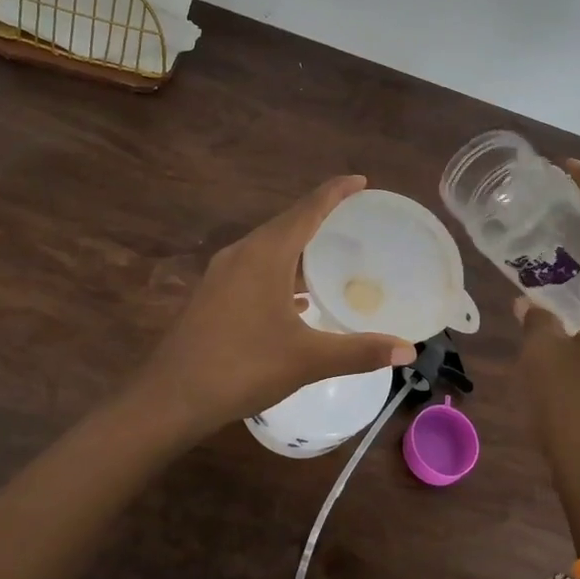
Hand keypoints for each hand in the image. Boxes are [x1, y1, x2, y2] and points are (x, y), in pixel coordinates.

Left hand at [135, 176, 416, 438]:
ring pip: (268, 246)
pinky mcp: (212, 294)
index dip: (336, 192)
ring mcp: (222, 273)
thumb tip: (408, 350)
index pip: (308, 209)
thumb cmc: (242, 367)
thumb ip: (360, 351)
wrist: (171, 397)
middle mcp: (242, 253)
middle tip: (355, 216)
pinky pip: (255, 267)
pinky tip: (296, 295)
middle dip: (320, 215)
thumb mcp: (308, 359)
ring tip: (330, 250)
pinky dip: (281, 269)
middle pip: (287, 222)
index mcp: (266, 254)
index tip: (361, 180)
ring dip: (299, 243)